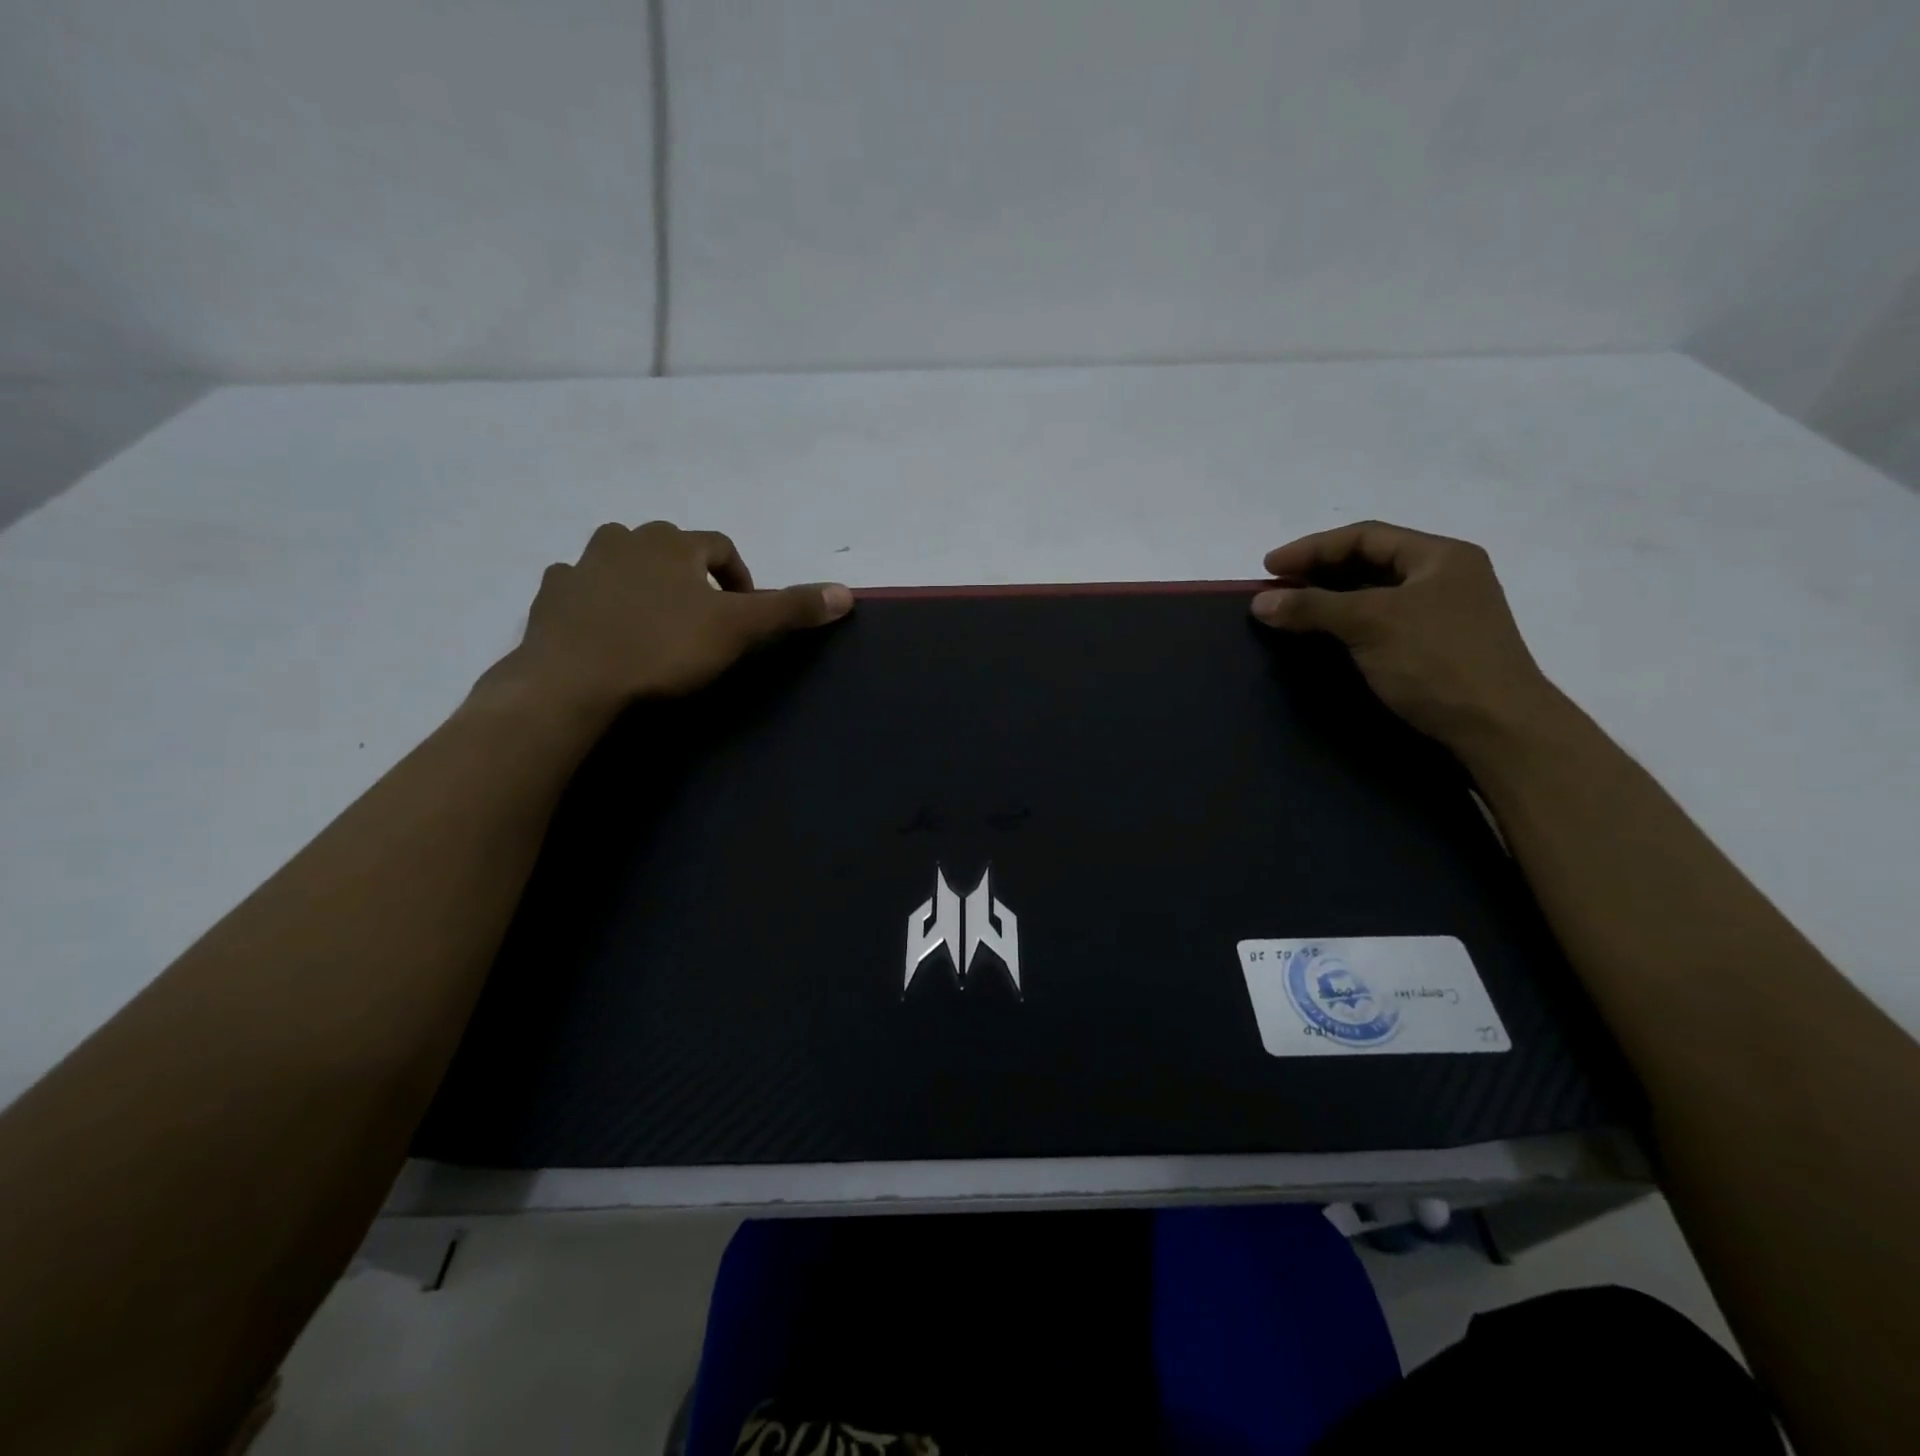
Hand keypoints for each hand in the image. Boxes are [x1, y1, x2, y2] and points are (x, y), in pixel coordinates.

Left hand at [488, 521, 850, 717]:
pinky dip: (597, 599)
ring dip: (643, 581)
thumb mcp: (739, 630)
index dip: (740, 576)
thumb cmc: (663, 649)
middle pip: (670, 546)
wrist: (573, 682)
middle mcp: (626, 540)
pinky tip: (605, 629)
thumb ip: (790, 608)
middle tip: (703, 618)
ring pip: (622, 560)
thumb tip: (846, 593)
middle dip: (691, 575)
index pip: (721, 545)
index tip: (744, 612)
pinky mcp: (551, 596)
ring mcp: (582, 566)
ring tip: (655, 621)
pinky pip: (581, 586)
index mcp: (674, 542)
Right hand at [1250, 521, 1560, 753]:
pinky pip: (1381, 623)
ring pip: (1375, 595)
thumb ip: (1313, 606)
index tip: (1269, 567)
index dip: (1312, 548)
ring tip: (1292, 611)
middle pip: (1370, 562)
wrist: (1498, 728)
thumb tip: (1259, 601)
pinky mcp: (1435, 649)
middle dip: (1319, 572)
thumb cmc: (1437, 662)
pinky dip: (1347, 624)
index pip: (1365, 536)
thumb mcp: (1370, 624)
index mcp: (1440, 557)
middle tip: (1277, 588)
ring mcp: (1443, 615)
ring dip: (1330, 600)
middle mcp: (1445, 578)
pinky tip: (1324, 638)